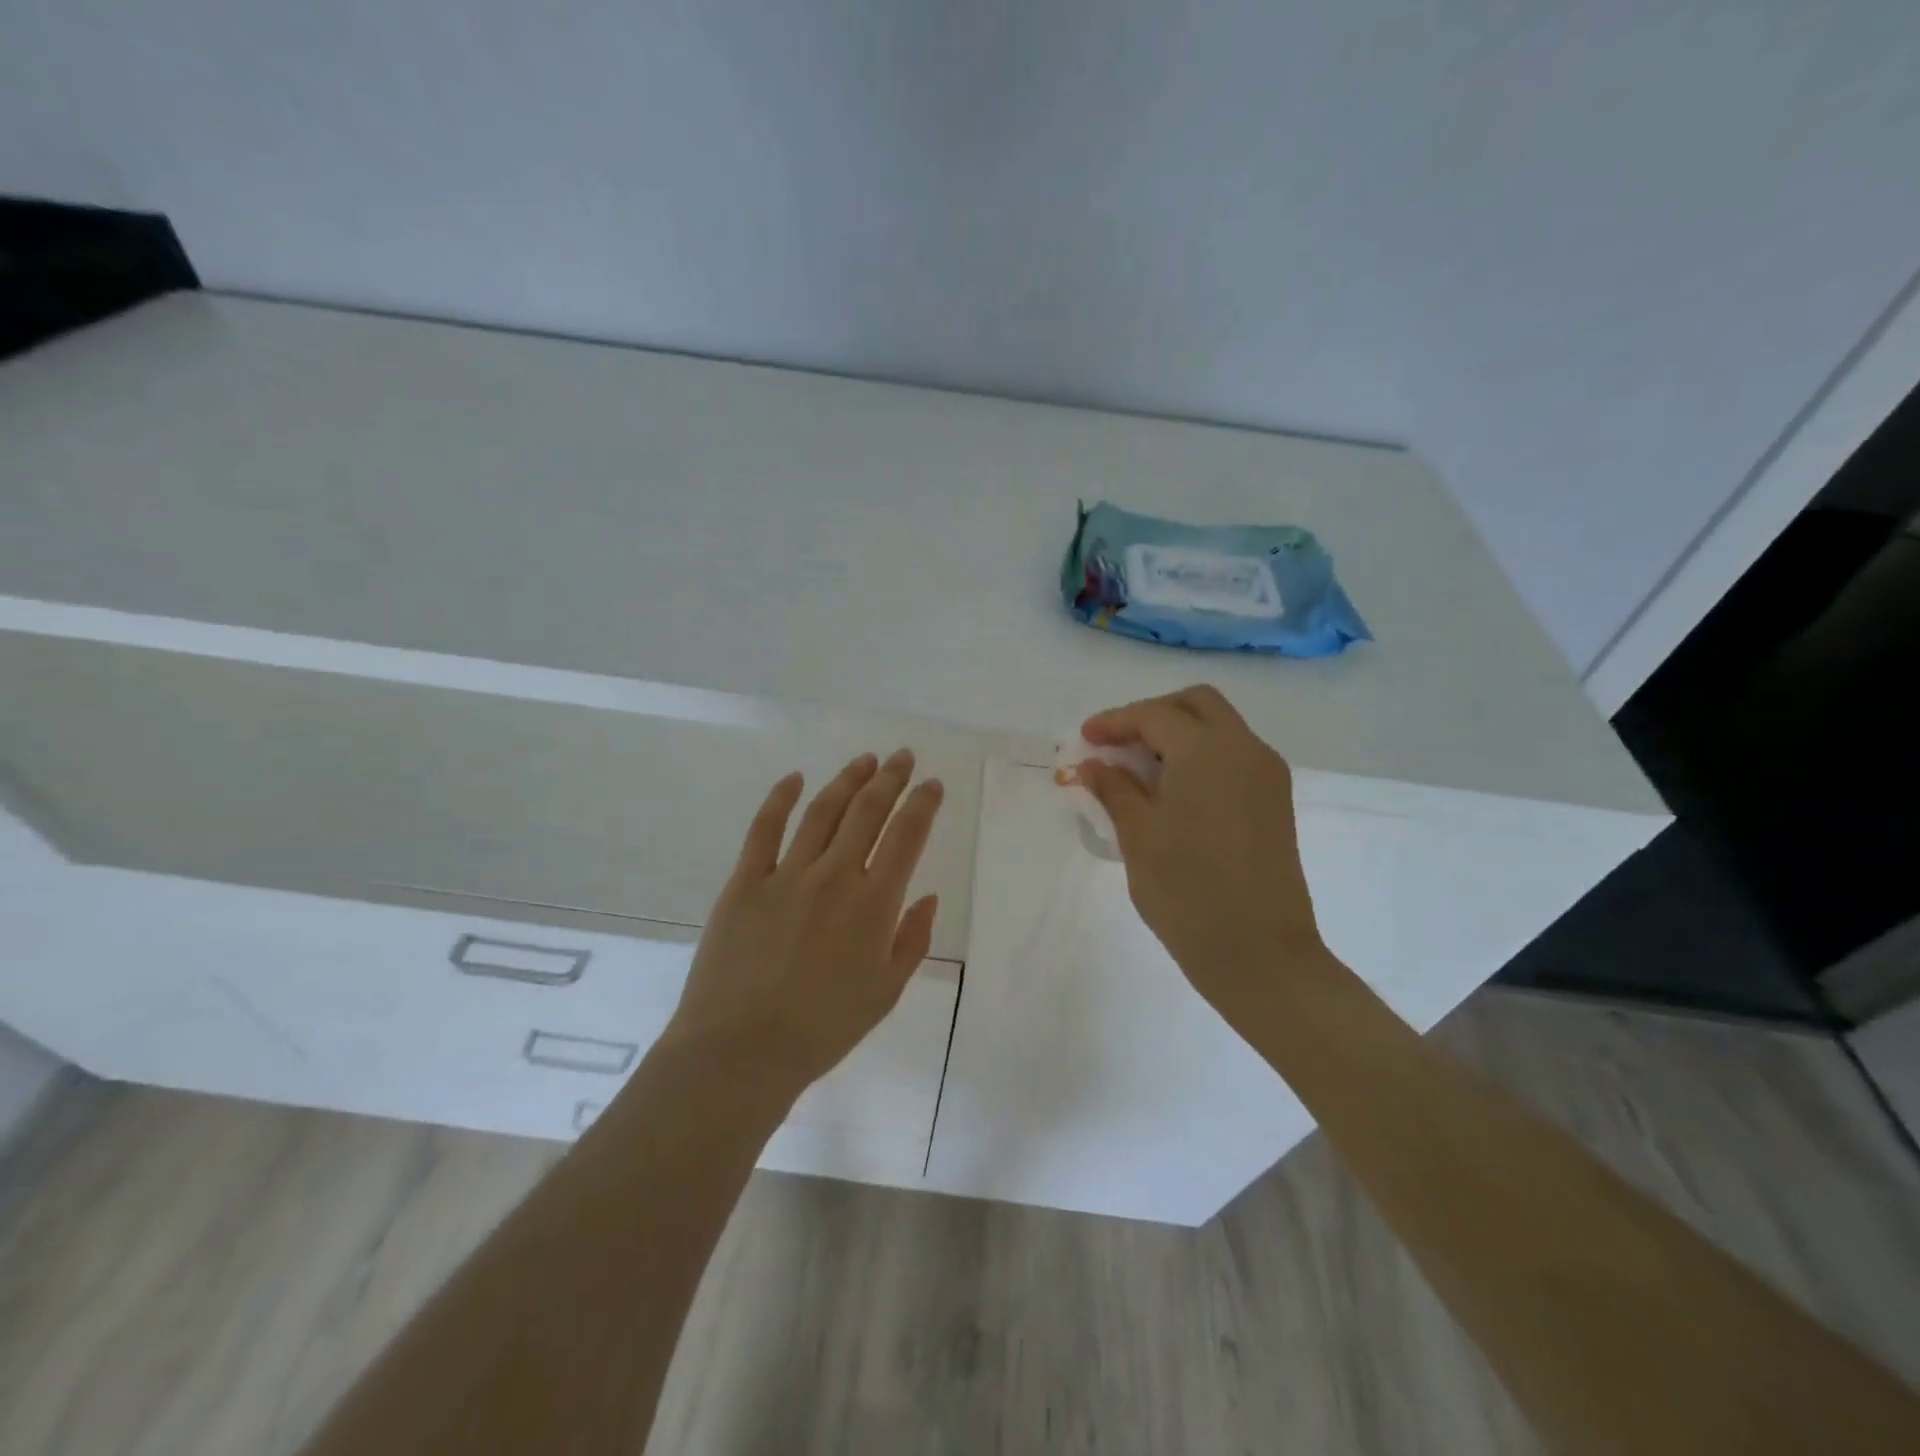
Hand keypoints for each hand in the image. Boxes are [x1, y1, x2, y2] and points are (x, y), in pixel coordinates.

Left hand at [664, 749, 944, 1098]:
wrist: (741, 1051)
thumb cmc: (823, 1029)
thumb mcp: (886, 993)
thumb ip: (913, 939)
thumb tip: (927, 896)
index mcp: (874, 904)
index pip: (907, 836)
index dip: (923, 803)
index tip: (931, 785)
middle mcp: (835, 877)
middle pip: (868, 811)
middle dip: (890, 778)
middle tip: (902, 757)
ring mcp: (786, 875)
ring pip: (823, 811)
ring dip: (847, 780)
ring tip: (865, 760)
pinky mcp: (745, 882)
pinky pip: (764, 829)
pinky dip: (781, 798)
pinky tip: (795, 778)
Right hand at [1077, 685, 1328, 1021]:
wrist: (1261, 955)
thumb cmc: (1188, 891)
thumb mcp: (1138, 835)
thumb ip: (1113, 789)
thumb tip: (1092, 764)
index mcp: (1209, 750)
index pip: (1155, 715)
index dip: (1114, 722)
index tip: (1084, 739)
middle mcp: (1245, 749)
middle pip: (1197, 704)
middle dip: (1152, 715)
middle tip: (1117, 745)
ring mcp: (1267, 775)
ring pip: (1219, 729)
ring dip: (1178, 735)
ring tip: (1137, 770)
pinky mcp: (1274, 803)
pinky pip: (1232, 758)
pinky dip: (1199, 758)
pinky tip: (1170, 791)